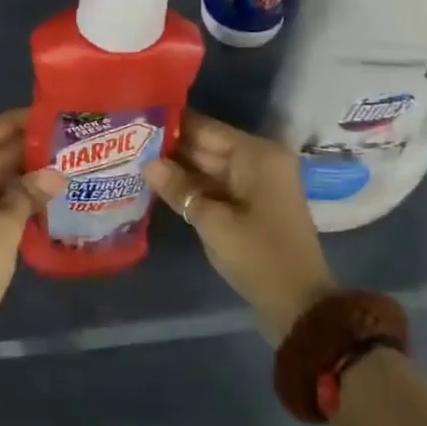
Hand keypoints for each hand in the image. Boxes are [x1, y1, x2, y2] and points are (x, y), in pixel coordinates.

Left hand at [0, 109, 63, 396]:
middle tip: (57, 133)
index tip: (41, 111)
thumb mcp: (0, 230)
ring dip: (16, 172)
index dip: (10, 125)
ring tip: (56, 154)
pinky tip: (39, 186)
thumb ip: (27, 194)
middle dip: (18, 149)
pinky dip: (7, 195)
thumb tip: (57, 173)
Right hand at [147, 113, 336, 344]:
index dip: (170, 124)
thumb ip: (179, 188)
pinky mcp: (252, 203)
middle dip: (170, 147)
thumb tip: (147, 163)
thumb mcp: (213, 222)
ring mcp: (256, 182)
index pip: (205, 128)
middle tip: (127, 142)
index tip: (135, 120)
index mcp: (256, 154)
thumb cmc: (259, 256)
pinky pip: (216, 185)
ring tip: (134, 160)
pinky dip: (192, 186)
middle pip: (207, 145)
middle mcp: (259, 159)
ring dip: (178, 167)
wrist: (300, 305)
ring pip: (209, 166)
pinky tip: (159, 185)